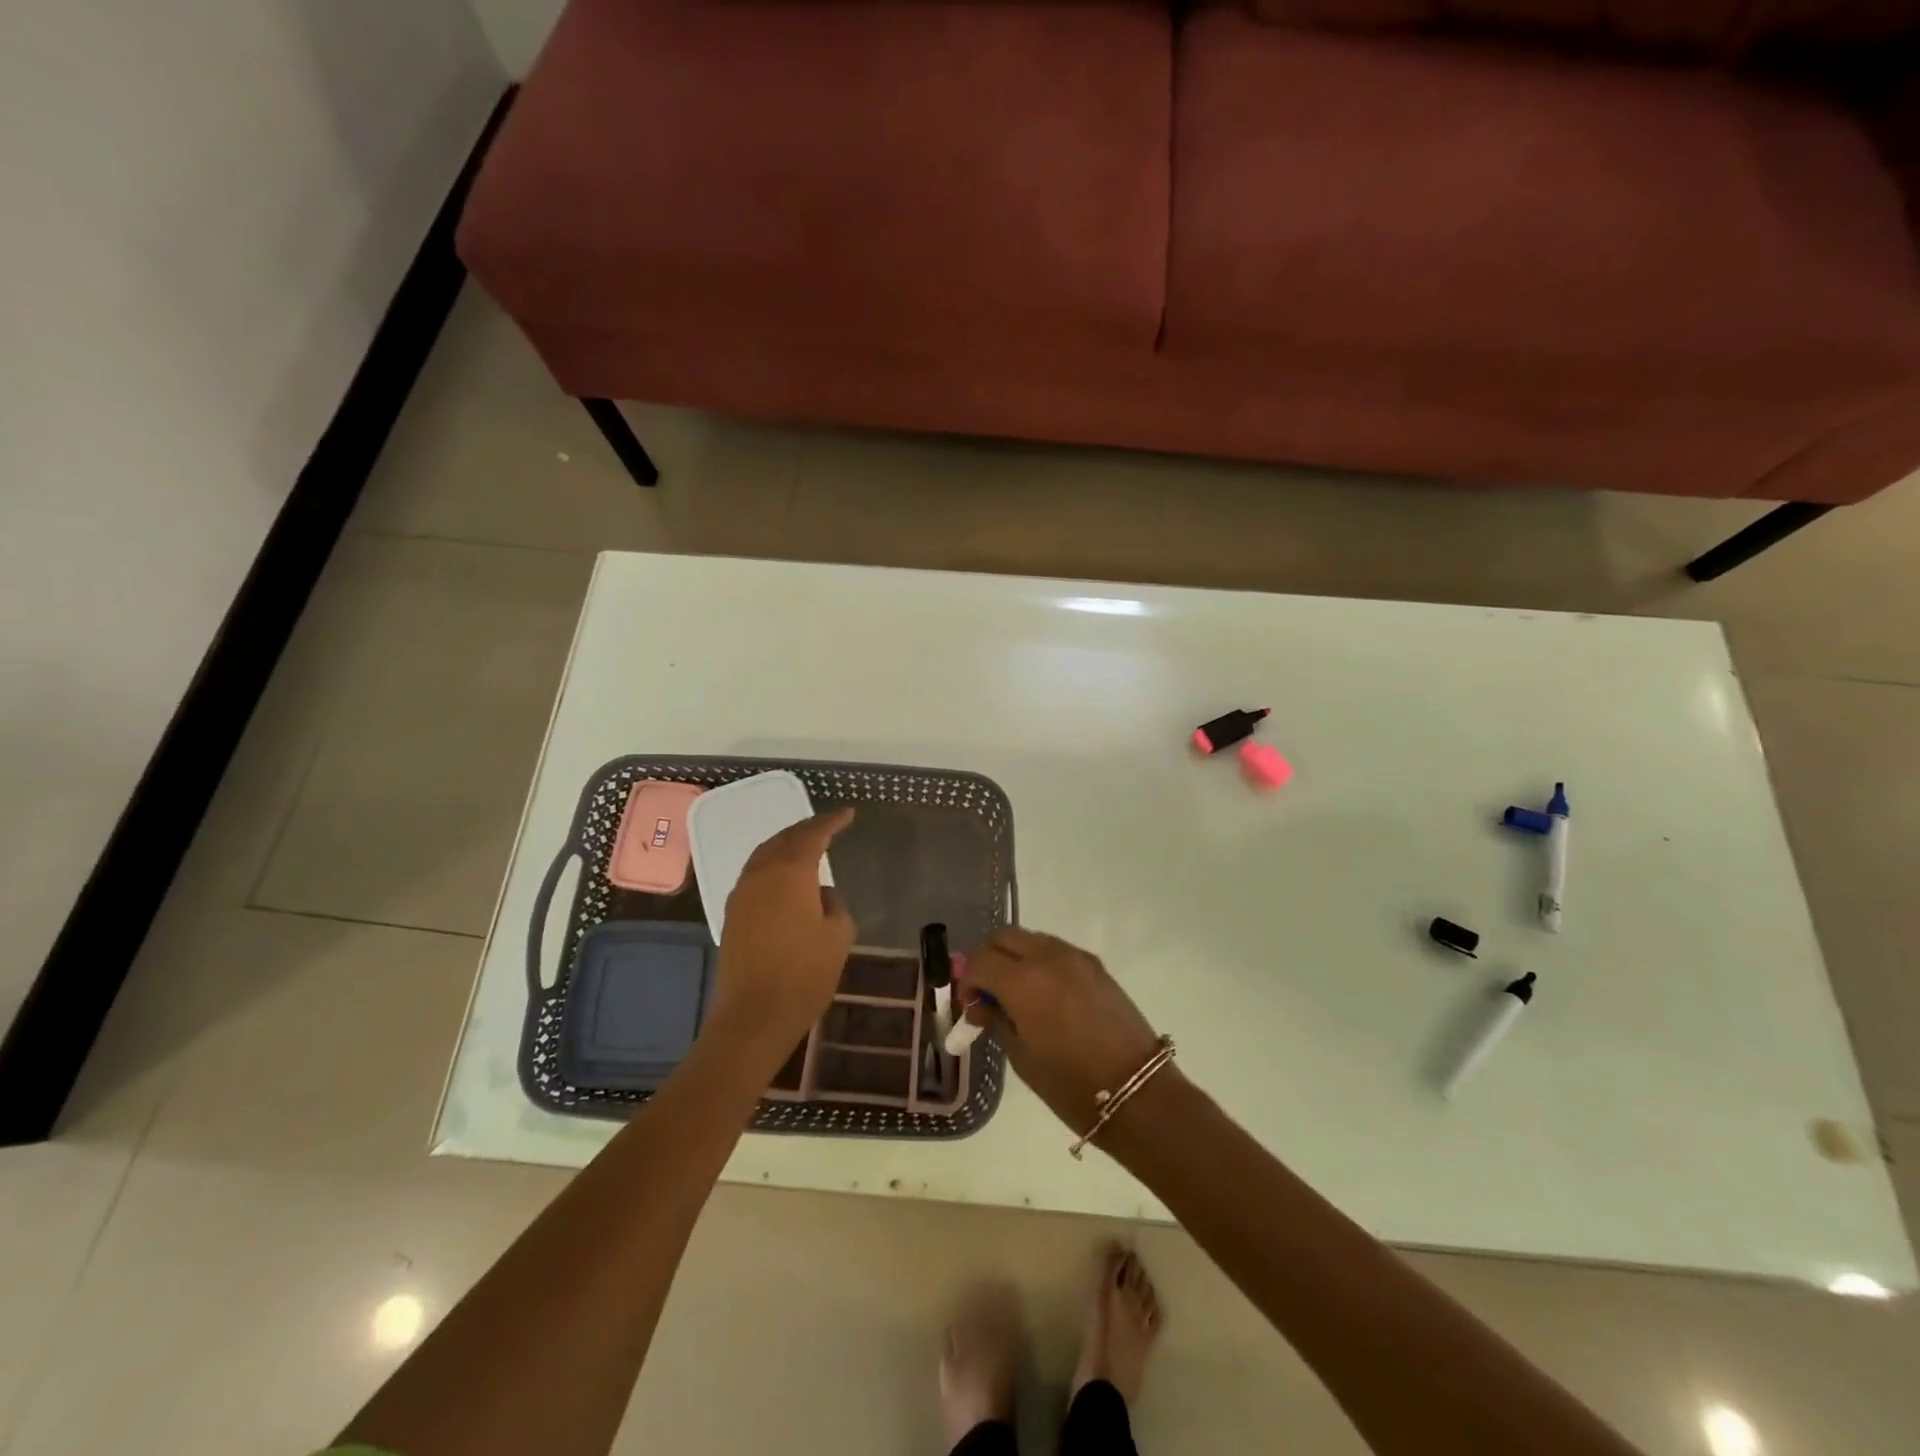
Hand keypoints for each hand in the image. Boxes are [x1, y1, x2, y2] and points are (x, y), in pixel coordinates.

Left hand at [705, 809, 855, 1068]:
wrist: (754, 1016)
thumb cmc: (805, 975)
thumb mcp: (838, 936)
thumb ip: (834, 904)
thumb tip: (821, 894)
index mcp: (790, 873)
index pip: (813, 835)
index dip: (832, 822)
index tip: (848, 814)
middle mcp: (761, 874)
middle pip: (784, 839)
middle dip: (807, 829)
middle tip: (828, 826)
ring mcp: (742, 893)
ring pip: (765, 855)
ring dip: (786, 845)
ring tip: (807, 845)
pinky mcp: (732, 913)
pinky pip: (755, 873)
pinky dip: (773, 864)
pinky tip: (785, 876)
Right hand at [959, 928, 1165, 1135]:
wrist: (1137, 1091)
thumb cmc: (1070, 1083)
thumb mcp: (1021, 1056)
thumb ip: (996, 1020)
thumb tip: (981, 1004)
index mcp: (1023, 981)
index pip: (979, 961)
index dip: (967, 982)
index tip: (971, 1007)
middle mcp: (1048, 957)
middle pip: (1003, 937)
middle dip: (988, 960)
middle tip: (988, 994)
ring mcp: (1075, 956)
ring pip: (1030, 939)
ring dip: (1014, 958)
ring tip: (1017, 995)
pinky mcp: (1095, 964)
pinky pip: (1056, 950)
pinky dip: (1040, 962)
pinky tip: (1046, 996)